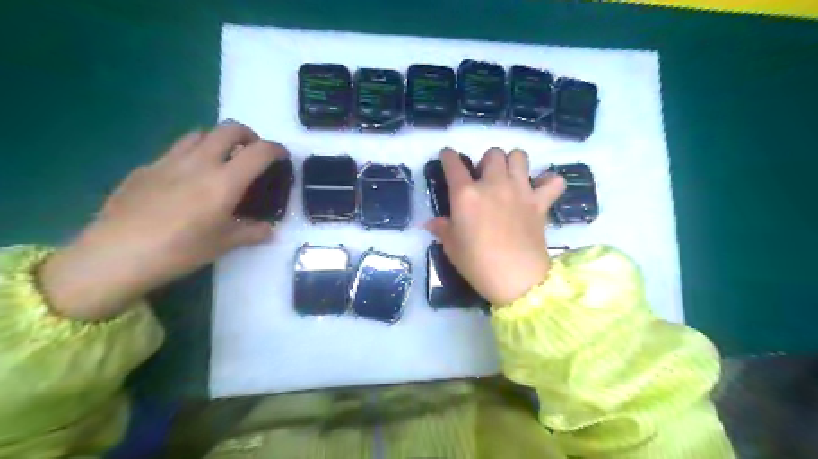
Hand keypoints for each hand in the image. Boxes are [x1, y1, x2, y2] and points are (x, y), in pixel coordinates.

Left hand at [38, 123, 286, 320]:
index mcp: (225, 181)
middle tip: (252, 153)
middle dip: (248, 135)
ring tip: (220, 161)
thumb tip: (270, 230)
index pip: (259, 152)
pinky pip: (175, 151)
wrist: (116, 254)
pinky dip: (191, 155)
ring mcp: (169, 161)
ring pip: (200, 134)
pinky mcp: (145, 168)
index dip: (276, 149)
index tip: (282, 157)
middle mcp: (200, 162)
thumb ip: (252, 232)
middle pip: (229, 129)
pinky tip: (185, 181)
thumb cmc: (180, 250)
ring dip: (217, 140)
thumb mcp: (224, 244)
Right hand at [426, 146, 565, 304]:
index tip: (448, 155)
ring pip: (519, 156)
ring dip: (513, 162)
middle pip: (492, 154)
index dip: (448, 156)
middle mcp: (493, 184)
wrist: (516, 279)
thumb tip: (430, 223)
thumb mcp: (452, 247)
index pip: (453, 164)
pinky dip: (549, 182)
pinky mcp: (540, 202)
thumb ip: (442, 229)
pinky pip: (553, 181)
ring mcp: (520, 191)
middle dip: (487, 161)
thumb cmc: (477, 264)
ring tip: (510, 177)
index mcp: (466, 194)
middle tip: (485, 178)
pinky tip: (541, 190)